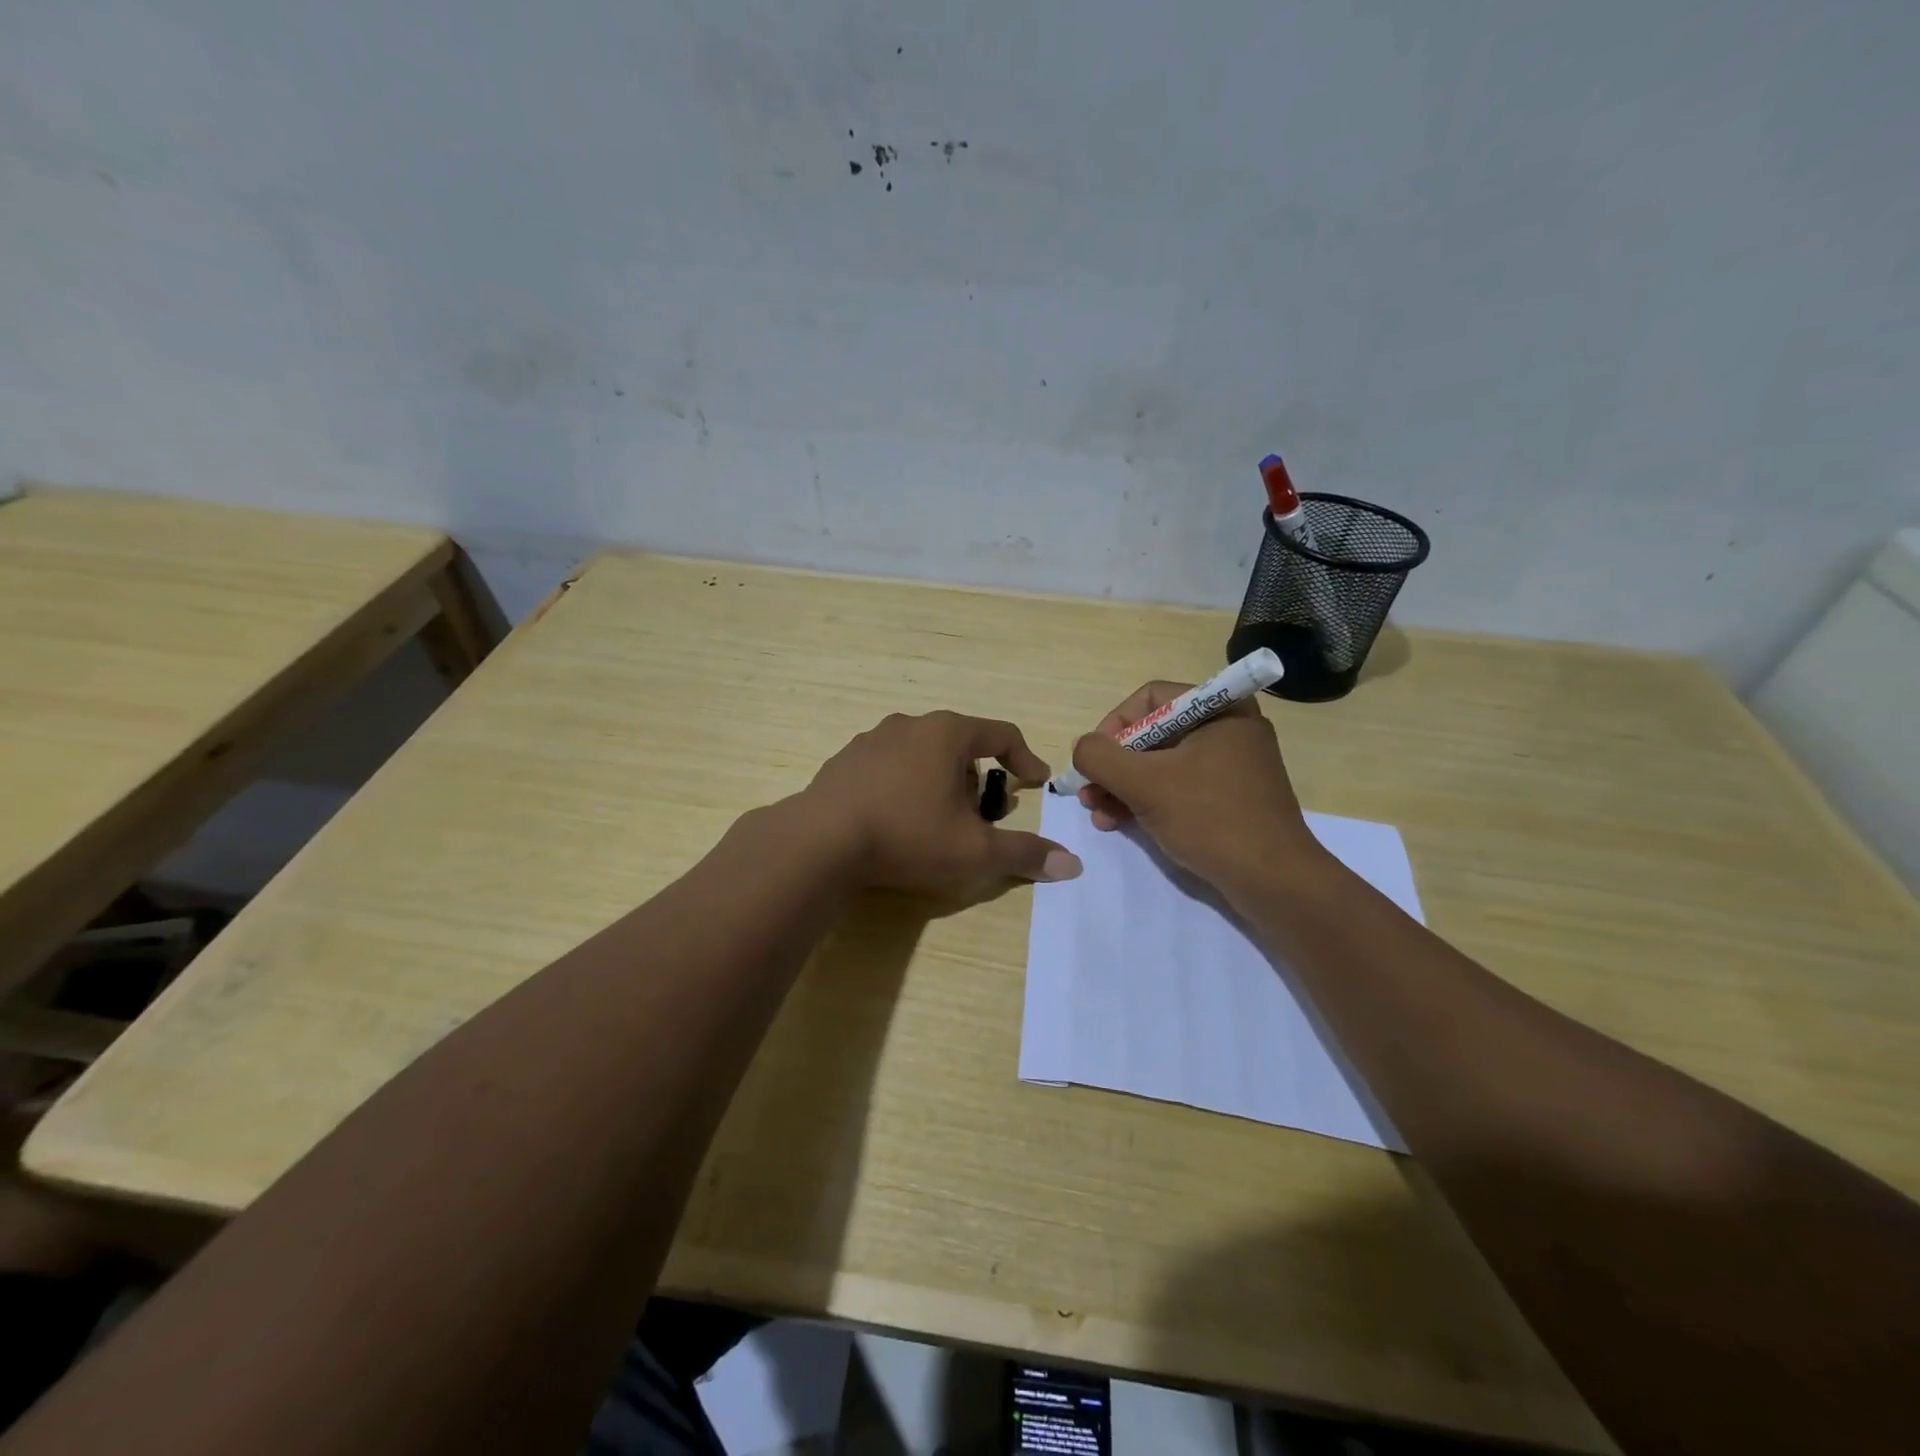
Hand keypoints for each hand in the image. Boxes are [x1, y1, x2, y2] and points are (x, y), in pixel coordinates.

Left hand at [803, 711, 1082, 890]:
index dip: (1025, 760)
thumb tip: (1072, 865)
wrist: (819, 842)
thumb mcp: (974, 851)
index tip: (1036, 784)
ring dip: (941, 783)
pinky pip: (890, 767)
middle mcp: (910, 725)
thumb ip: (1024, 854)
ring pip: (923, 755)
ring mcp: (872, 739)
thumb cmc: (908, 836)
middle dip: (979, 780)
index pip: (1002, 735)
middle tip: (982, 816)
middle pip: (961, 745)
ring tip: (939, 822)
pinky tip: (897, 821)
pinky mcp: (844, 761)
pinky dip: (906, 787)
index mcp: (947, 733)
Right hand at [1070, 682, 1321, 893]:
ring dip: (1123, 786)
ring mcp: (1231, 766)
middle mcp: (1228, 729)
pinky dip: (1147, 801)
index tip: (1094, 760)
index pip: (1150, 699)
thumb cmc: (1210, 818)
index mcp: (1220, 709)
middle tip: (1087, 793)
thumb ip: (1101, 757)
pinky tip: (1119, 823)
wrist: (1274, 881)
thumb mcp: (1145, 784)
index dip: (1113, 725)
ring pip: (1161, 764)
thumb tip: (1082, 748)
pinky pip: (1178, 787)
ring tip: (1098, 814)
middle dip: (1114, 765)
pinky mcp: (1230, 799)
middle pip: (1152, 734)